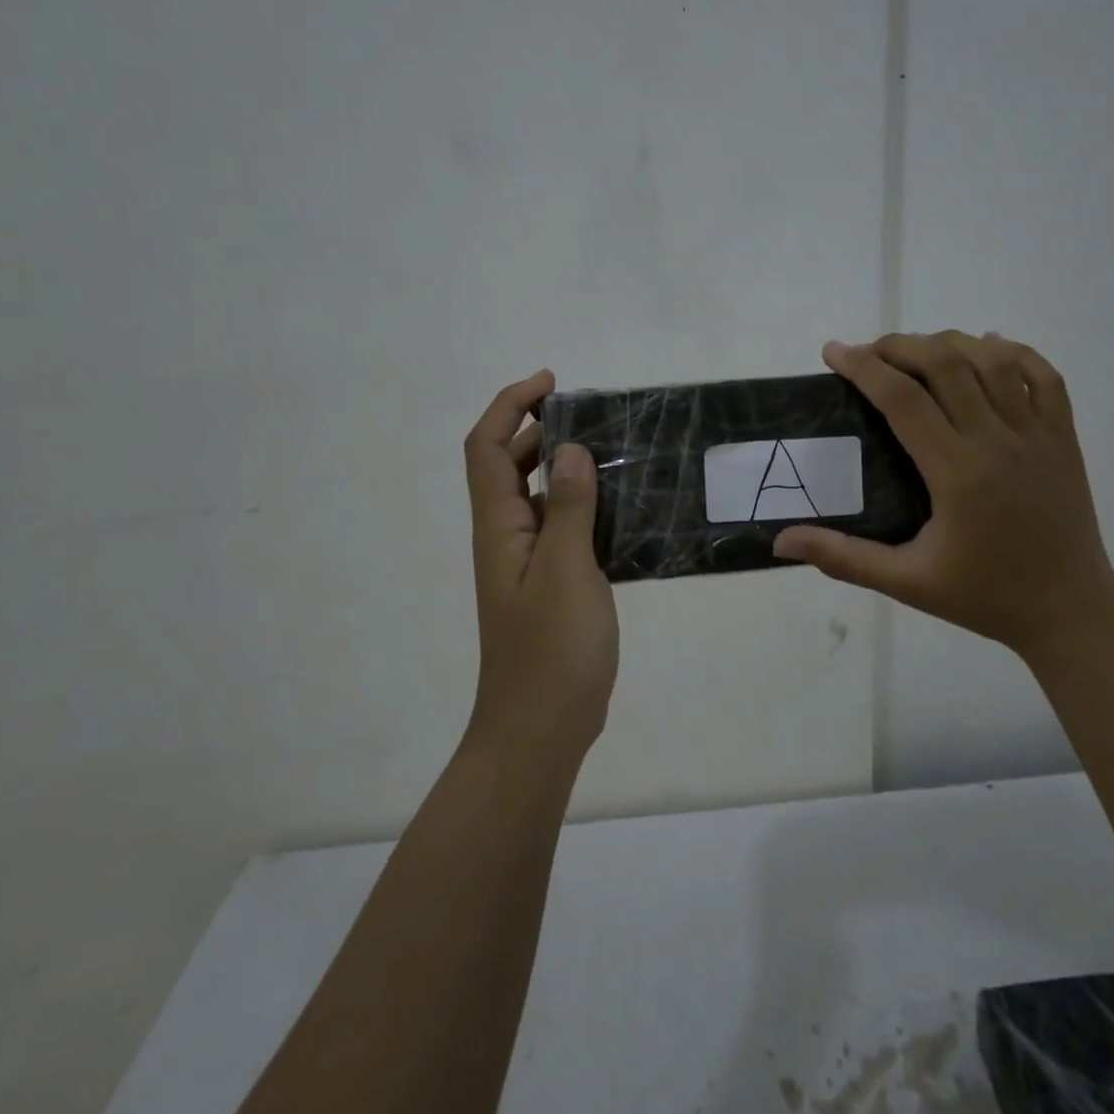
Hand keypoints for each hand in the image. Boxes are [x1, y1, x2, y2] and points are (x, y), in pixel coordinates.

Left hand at [463, 369, 617, 762]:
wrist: (540, 730)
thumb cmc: (550, 650)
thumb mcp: (565, 571)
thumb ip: (567, 508)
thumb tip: (570, 450)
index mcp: (499, 527)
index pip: (489, 448)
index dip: (511, 405)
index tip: (552, 383)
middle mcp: (506, 538)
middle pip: (509, 465)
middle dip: (541, 428)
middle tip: (594, 414)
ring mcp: (528, 564)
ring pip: (539, 497)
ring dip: (565, 466)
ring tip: (615, 452)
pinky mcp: (552, 586)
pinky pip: (563, 528)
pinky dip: (585, 506)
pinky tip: (624, 509)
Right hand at [773, 331, 1113, 658]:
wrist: (1070, 613)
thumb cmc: (985, 597)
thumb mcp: (907, 583)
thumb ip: (843, 557)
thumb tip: (780, 541)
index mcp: (957, 472)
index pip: (902, 399)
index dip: (863, 367)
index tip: (833, 352)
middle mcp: (998, 441)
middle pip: (945, 364)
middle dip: (899, 345)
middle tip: (868, 352)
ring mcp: (1038, 435)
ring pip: (992, 361)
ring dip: (949, 343)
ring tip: (917, 350)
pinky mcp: (1065, 438)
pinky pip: (1045, 376)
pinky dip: (1014, 352)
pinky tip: (989, 347)